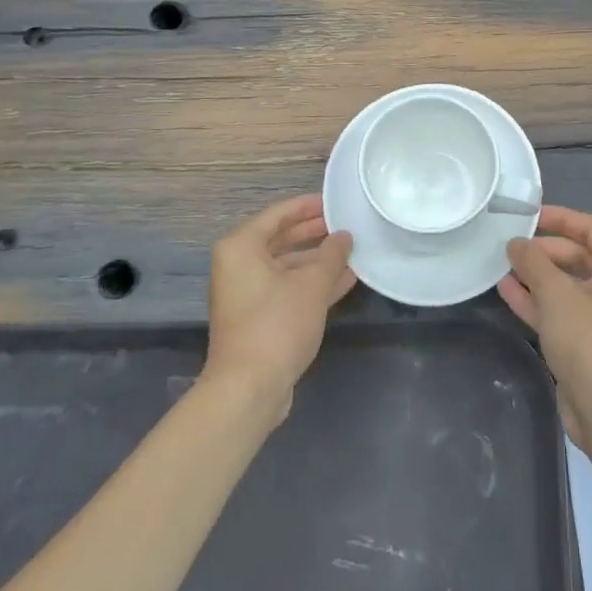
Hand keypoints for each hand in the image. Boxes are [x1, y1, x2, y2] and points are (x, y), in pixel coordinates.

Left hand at [204, 195, 356, 420]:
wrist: (249, 389)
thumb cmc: (277, 324)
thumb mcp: (312, 284)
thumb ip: (332, 254)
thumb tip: (344, 236)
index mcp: (241, 247)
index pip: (279, 214)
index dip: (309, 205)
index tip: (336, 201)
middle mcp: (238, 265)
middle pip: (282, 238)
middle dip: (315, 233)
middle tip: (346, 224)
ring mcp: (246, 293)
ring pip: (286, 266)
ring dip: (318, 260)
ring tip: (352, 251)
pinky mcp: (257, 317)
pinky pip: (287, 288)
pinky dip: (311, 283)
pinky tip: (345, 280)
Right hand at [498, 205, 591, 445]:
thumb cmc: (590, 342)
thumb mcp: (558, 294)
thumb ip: (533, 262)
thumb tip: (515, 243)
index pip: (590, 228)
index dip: (559, 218)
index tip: (527, 214)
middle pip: (576, 255)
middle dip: (542, 250)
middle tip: (508, 246)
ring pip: (564, 284)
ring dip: (535, 275)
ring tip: (500, 264)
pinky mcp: (585, 341)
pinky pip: (558, 309)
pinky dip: (535, 299)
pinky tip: (505, 289)